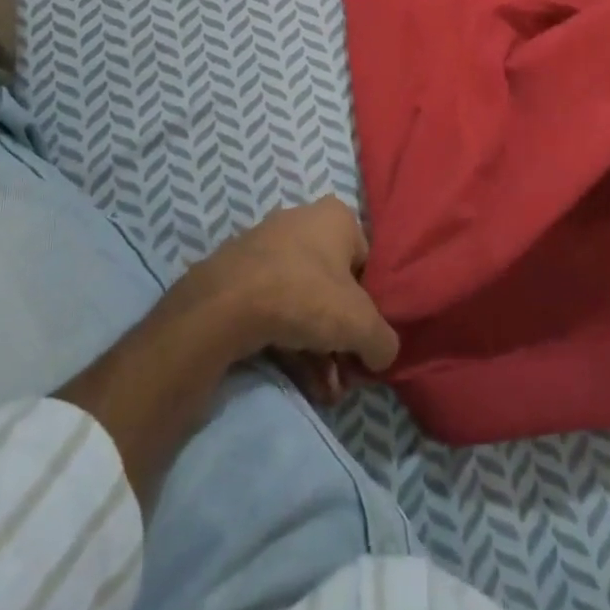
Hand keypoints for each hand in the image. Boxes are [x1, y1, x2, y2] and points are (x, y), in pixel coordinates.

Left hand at [184, 196, 398, 401]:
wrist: (226, 304)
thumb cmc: (305, 295)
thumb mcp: (361, 323)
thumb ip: (383, 340)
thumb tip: (380, 353)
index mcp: (335, 217)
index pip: (367, 264)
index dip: (371, 308)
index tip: (366, 344)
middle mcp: (302, 222)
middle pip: (334, 288)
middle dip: (342, 340)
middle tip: (345, 377)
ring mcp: (268, 248)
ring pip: (304, 304)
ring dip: (319, 352)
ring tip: (325, 392)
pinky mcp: (241, 276)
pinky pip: (276, 310)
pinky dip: (290, 345)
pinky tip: (302, 383)